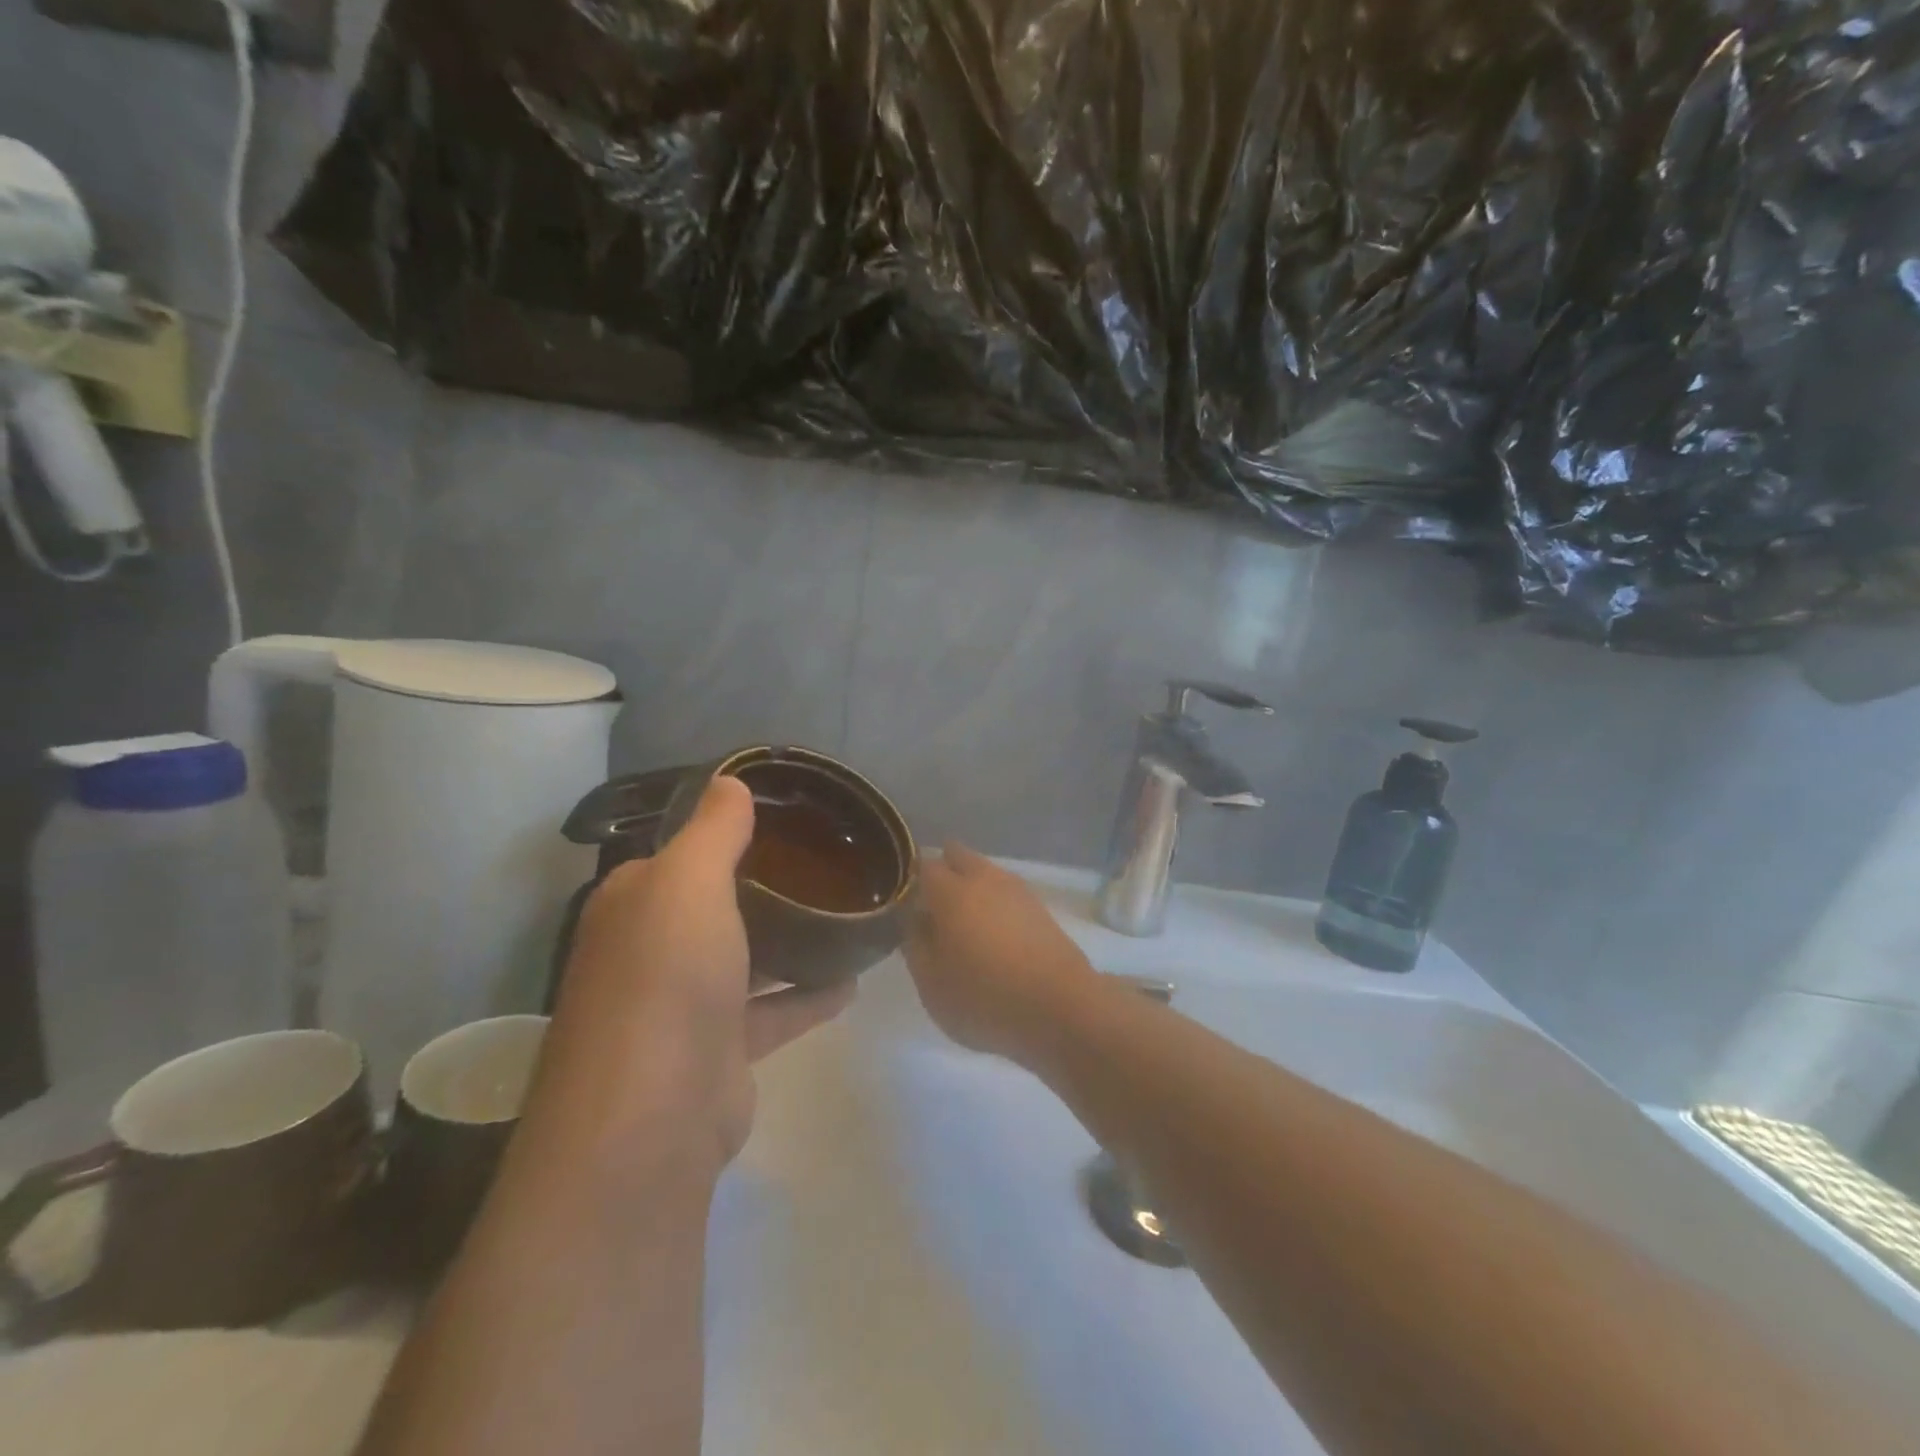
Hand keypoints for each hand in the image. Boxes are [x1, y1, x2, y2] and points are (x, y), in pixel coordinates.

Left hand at [534, 775, 853, 1173]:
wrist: (652, 1117)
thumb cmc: (667, 977)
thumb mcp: (690, 882)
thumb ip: (713, 830)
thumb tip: (730, 779)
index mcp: (636, 903)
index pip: (680, 851)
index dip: (724, 829)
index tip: (784, 813)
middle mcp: (652, 950)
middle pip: (716, 905)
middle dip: (765, 884)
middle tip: (826, 860)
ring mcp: (684, 1005)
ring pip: (745, 958)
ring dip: (788, 940)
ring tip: (843, 914)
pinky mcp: (719, 1052)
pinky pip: (771, 1011)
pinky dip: (806, 997)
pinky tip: (851, 982)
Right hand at [904, 843, 1100, 1062]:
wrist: (1061, 1008)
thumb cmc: (985, 998)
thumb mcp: (931, 984)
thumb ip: (915, 945)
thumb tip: (915, 919)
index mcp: (950, 891)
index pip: (923, 866)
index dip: (910, 881)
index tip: (904, 902)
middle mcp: (984, 878)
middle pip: (957, 856)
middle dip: (943, 871)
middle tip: (932, 907)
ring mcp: (1016, 890)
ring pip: (985, 872)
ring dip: (971, 886)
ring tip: (963, 923)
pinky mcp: (1040, 908)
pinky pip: (1006, 892)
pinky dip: (995, 903)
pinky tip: (993, 932)